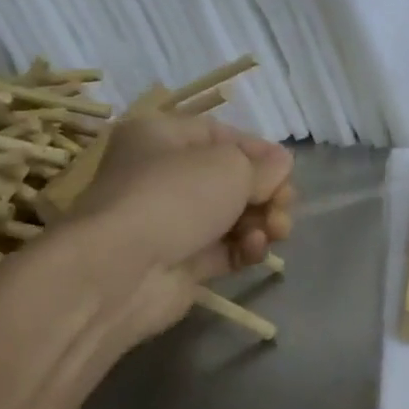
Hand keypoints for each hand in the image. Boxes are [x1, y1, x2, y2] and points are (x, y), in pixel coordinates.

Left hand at [56, 112, 294, 346]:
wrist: (121, 271)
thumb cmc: (174, 197)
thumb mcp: (231, 166)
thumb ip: (264, 166)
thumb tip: (281, 166)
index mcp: (162, 137)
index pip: (222, 136)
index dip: (259, 152)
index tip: (287, 170)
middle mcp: (163, 176)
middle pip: (233, 180)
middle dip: (267, 193)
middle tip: (283, 206)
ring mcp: (172, 222)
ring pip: (234, 217)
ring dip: (262, 222)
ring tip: (275, 231)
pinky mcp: (182, 262)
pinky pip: (227, 250)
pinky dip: (246, 249)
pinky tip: (255, 250)